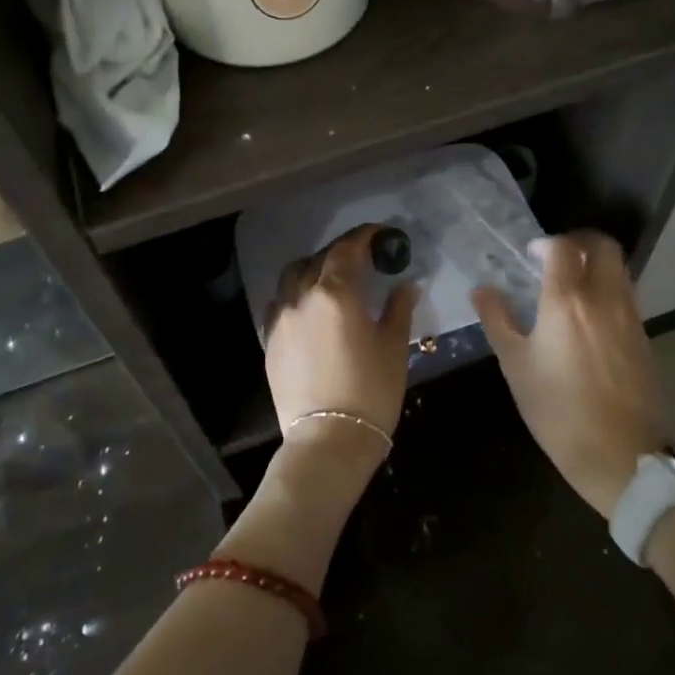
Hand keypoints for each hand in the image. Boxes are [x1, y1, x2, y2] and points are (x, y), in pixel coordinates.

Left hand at [264, 224, 417, 441]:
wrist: (327, 441)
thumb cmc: (371, 392)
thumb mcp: (394, 348)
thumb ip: (398, 309)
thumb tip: (405, 285)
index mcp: (335, 294)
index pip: (348, 250)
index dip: (364, 236)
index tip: (380, 234)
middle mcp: (302, 298)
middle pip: (318, 259)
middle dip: (341, 252)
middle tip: (362, 258)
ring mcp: (280, 319)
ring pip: (292, 278)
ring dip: (313, 269)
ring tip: (332, 279)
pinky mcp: (269, 341)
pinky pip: (280, 304)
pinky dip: (296, 295)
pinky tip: (310, 308)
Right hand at [472, 232, 664, 518]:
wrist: (624, 457)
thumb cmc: (559, 413)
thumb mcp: (516, 367)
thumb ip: (498, 320)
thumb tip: (482, 289)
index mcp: (567, 302)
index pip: (563, 247)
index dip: (545, 243)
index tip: (530, 254)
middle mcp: (604, 299)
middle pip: (603, 246)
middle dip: (579, 241)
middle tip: (556, 257)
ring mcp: (630, 317)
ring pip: (619, 269)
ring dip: (596, 264)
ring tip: (571, 285)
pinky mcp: (644, 337)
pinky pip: (627, 295)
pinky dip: (608, 289)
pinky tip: (589, 317)